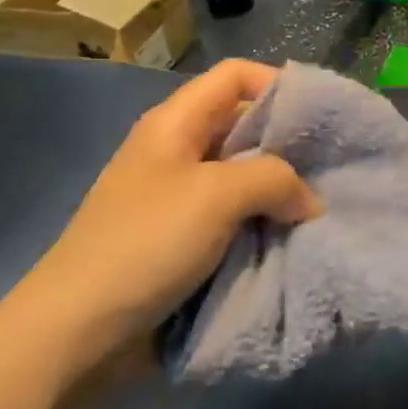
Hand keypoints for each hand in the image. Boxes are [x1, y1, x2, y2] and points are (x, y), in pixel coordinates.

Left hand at [21, 63, 320, 353]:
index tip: (320, 115)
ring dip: (279, 190)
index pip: (235, 76)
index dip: (278, 83)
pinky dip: (262, 222)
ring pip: (243, 176)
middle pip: (243, 125)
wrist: (76, 332)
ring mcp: (179, 197)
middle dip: (288, 144)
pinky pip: (234, 217)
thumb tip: (310, 200)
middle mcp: (178, 150)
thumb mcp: (217, 195)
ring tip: (320, 206)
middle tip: (331, 166)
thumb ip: (276, 180)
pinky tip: (291, 236)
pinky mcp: (182, 239)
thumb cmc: (146, 243)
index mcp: (175, 123)